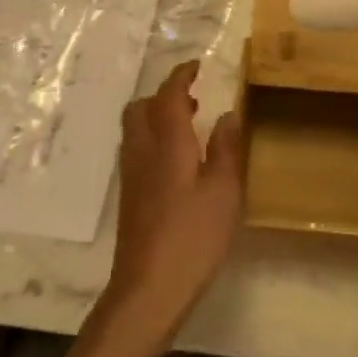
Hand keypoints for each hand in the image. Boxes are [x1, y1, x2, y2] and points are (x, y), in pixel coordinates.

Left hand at [104, 62, 245, 337]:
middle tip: (193, 98)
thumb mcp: (224, 191)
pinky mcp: (130, 199)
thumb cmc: (192, 237)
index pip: (168, 95)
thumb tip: (227, 114)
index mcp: (167, 143)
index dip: (181, 76)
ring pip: (136, 130)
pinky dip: (155, 141)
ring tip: (190, 126)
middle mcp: (143, 152)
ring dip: (158, 117)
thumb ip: (226, 149)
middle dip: (164, 95)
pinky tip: (179, 163)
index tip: (197, 66)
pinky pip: (138, 151)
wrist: (148, 290)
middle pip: (141, 108)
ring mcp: (132, 176)